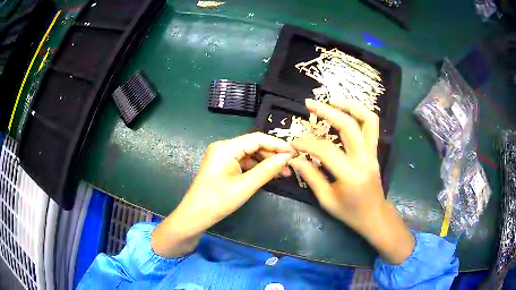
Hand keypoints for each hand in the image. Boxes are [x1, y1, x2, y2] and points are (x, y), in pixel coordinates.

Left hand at [152, 132, 294, 257]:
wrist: (194, 217)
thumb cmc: (218, 201)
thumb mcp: (245, 186)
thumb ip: (267, 170)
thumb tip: (287, 157)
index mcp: (226, 147)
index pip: (257, 138)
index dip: (277, 144)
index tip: (294, 153)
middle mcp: (223, 147)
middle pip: (254, 145)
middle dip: (272, 155)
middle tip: (290, 166)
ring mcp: (222, 157)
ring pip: (250, 154)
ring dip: (266, 162)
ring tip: (283, 173)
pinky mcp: (222, 166)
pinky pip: (243, 163)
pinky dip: (256, 168)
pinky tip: (268, 175)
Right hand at [289, 98, 413, 263]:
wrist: (374, 216)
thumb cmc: (350, 213)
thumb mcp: (327, 200)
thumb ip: (311, 176)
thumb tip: (296, 158)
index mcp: (350, 174)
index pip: (325, 150)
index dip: (307, 143)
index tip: (294, 143)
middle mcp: (364, 159)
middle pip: (348, 126)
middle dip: (327, 111)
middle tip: (310, 103)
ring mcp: (372, 153)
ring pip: (368, 120)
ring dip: (350, 106)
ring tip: (333, 100)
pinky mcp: (375, 152)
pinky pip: (371, 127)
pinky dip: (360, 114)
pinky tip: (347, 111)